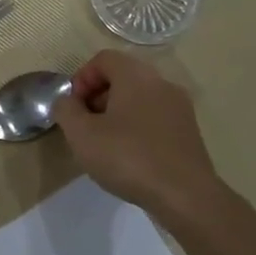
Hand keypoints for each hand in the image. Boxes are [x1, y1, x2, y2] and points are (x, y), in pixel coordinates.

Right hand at [52, 50, 221, 216]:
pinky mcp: (189, 131)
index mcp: (136, 75)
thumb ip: (66, 110)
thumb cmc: (128, 157)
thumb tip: (67, 101)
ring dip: (117, 114)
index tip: (73, 108)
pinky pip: (155, 118)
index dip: (81, 79)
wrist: (185, 195)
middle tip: (85, 126)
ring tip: (105, 144)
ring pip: (140, 99)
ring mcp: (180, 107)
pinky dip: (137, 128)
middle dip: (97, 97)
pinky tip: (130, 157)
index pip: (103, 59)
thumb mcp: (81, 134)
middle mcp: (161, 83)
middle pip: (122, 77)